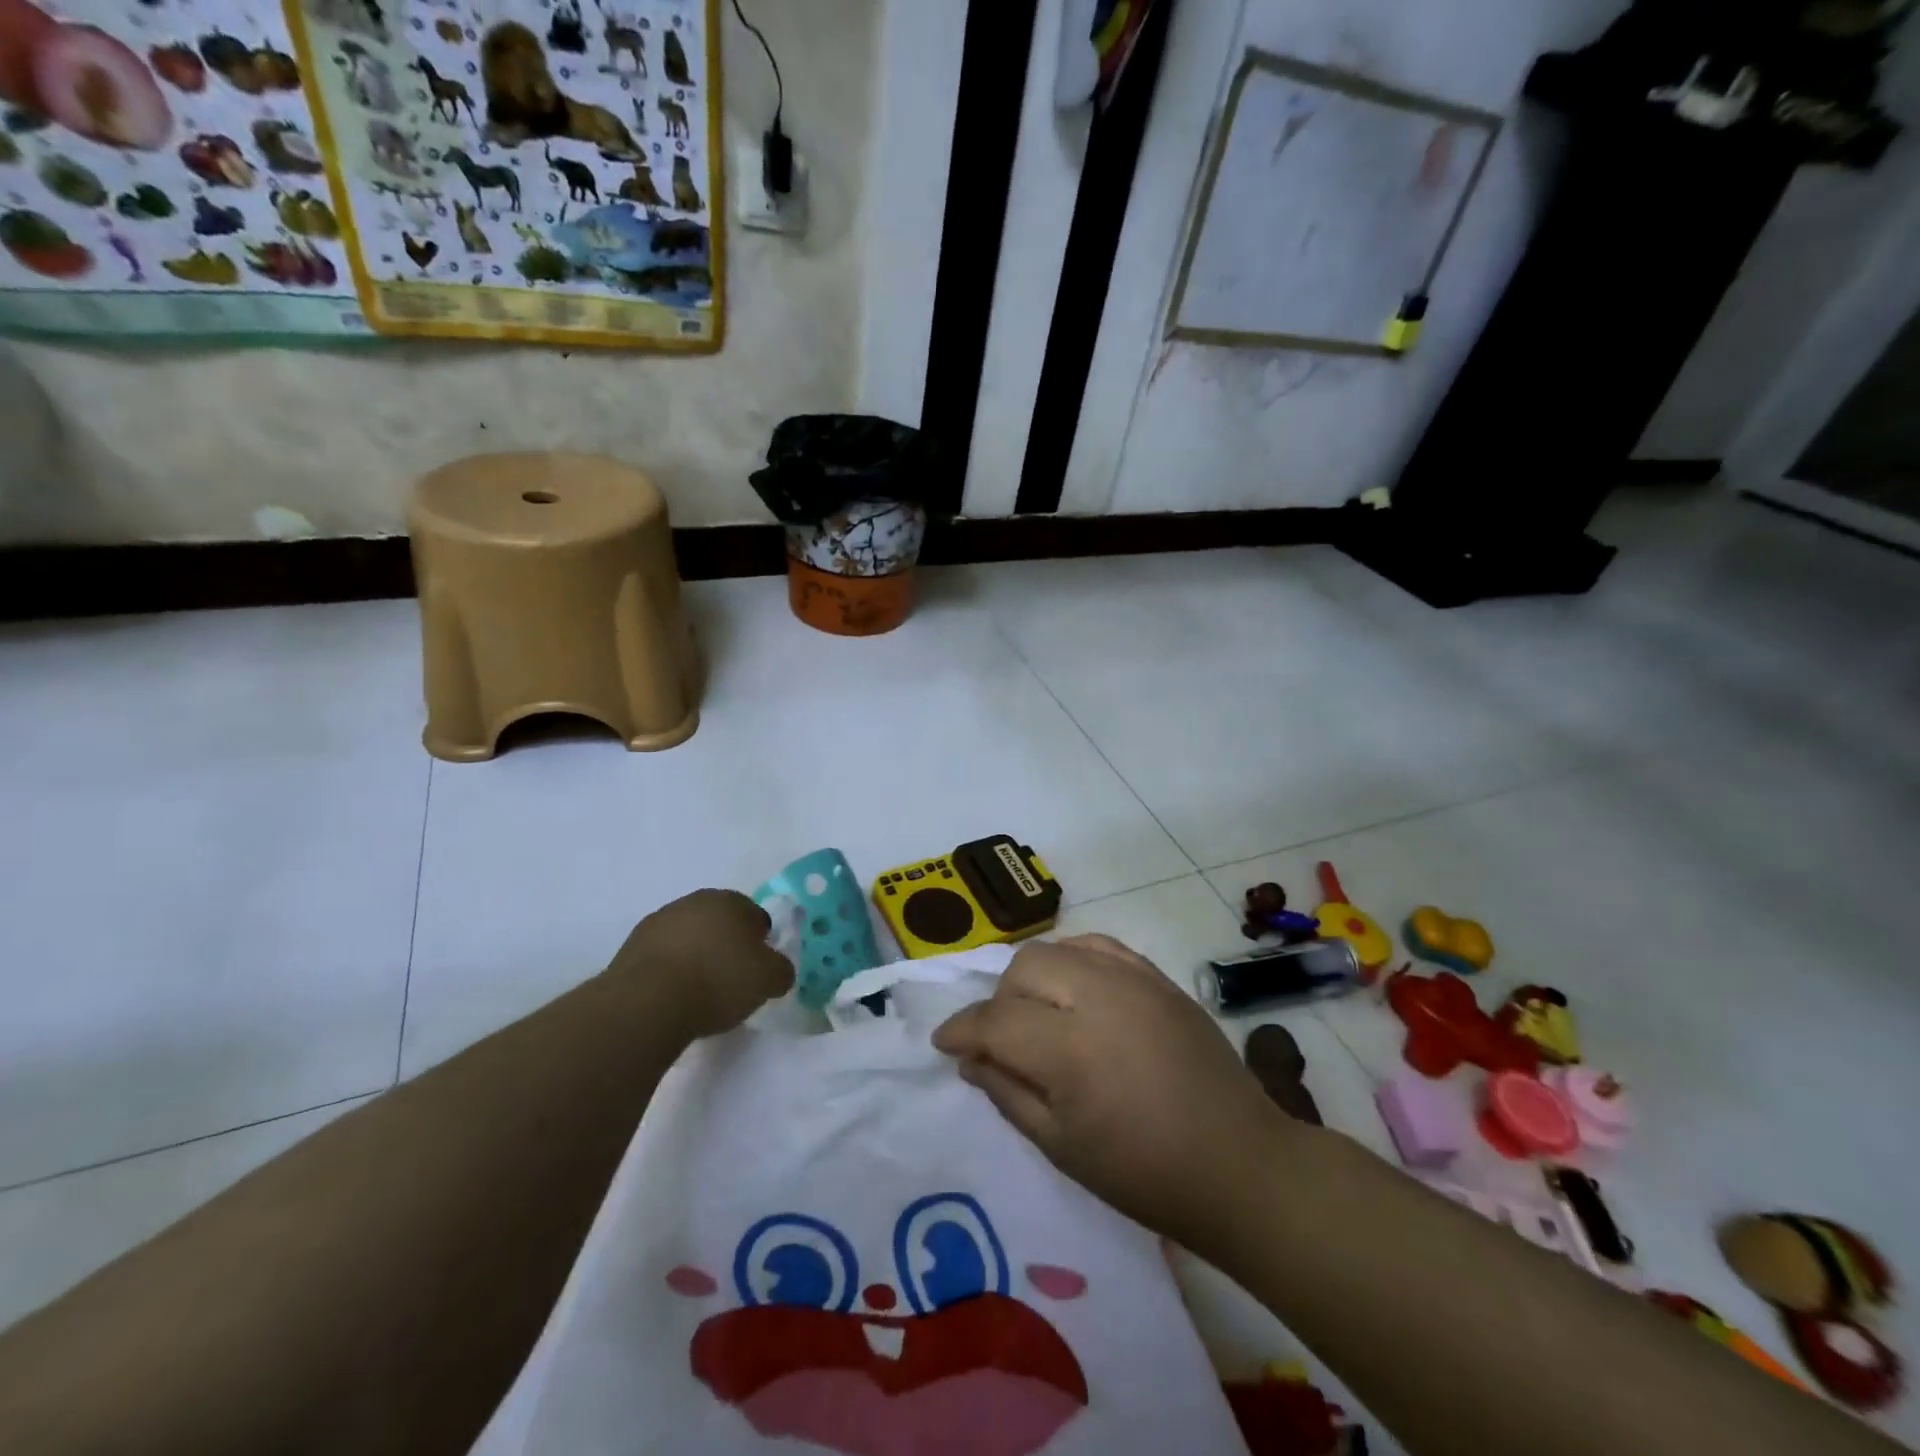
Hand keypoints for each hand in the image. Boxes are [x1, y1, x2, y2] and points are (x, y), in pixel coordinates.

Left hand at [606, 889, 793, 1039]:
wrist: (647, 1003)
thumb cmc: (718, 981)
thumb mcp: (769, 980)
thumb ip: (781, 970)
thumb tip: (777, 970)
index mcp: (730, 900)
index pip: (756, 916)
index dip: (761, 943)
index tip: (757, 970)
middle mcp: (693, 901)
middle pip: (719, 923)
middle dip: (727, 945)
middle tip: (731, 980)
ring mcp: (658, 922)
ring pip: (689, 937)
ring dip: (696, 956)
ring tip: (699, 993)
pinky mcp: (630, 947)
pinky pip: (663, 957)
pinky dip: (670, 971)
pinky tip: (673, 997)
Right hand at [932, 934, 1285, 1255]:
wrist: (1238, 1164)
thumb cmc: (1143, 1173)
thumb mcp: (1060, 1147)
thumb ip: (1007, 1093)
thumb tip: (970, 1058)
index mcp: (1071, 1048)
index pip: (996, 1020)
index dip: (962, 1030)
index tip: (944, 1044)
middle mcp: (1099, 996)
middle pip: (1023, 969)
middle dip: (1000, 1002)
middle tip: (1005, 1042)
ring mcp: (1134, 979)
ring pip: (1057, 948)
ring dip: (1034, 978)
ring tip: (1042, 1016)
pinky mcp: (1158, 978)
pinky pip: (1099, 946)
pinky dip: (1074, 962)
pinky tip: (1078, 993)